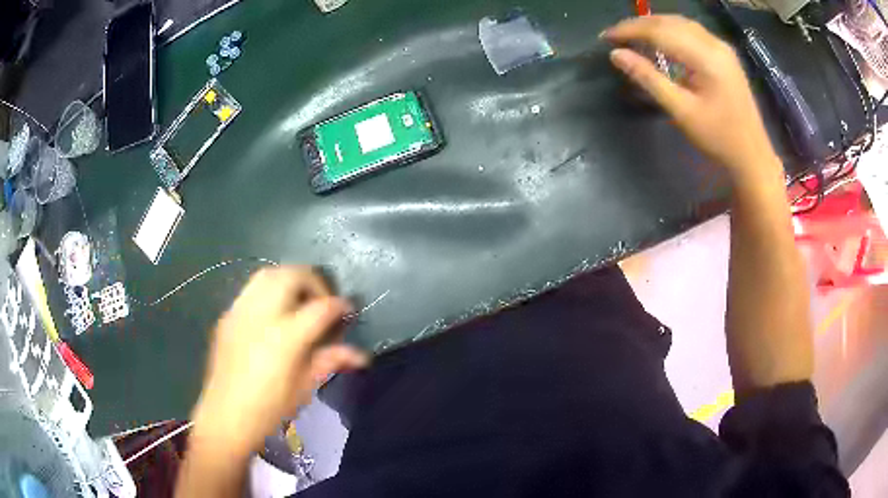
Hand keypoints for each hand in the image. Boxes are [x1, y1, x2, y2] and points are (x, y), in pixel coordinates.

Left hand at [192, 266, 367, 454]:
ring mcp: (241, 311)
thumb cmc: (269, 408)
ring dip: (290, 279)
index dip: (339, 305)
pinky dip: (269, 290)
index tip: (347, 310)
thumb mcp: (304, 387)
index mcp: (286, 337)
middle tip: (322, 301)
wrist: (225, 416)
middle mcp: (262, 315)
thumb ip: (330, 361)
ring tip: (298, 300)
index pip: (321, 307)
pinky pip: (251, 290)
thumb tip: (361, 355)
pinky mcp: (227, 315)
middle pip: (292, 275)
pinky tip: (273, 313)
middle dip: (314, 281)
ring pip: (268, 273)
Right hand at [602, 15, 780, 180]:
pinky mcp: (724, 54)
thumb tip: (616, 55)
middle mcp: (714, 44)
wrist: (752, 154)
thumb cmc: (718, 138)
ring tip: (633, 36)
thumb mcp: (681, 111)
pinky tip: (660, 40)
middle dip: (639, 25)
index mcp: (706, 57)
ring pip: (680, 23)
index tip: (606, 37)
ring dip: (654, 25)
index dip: (630, 30)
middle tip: (615, 36)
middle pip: (669, 22)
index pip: (659, 31)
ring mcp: (722, 47)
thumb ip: (648, 78)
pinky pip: (692, 31)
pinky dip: (670, 30)